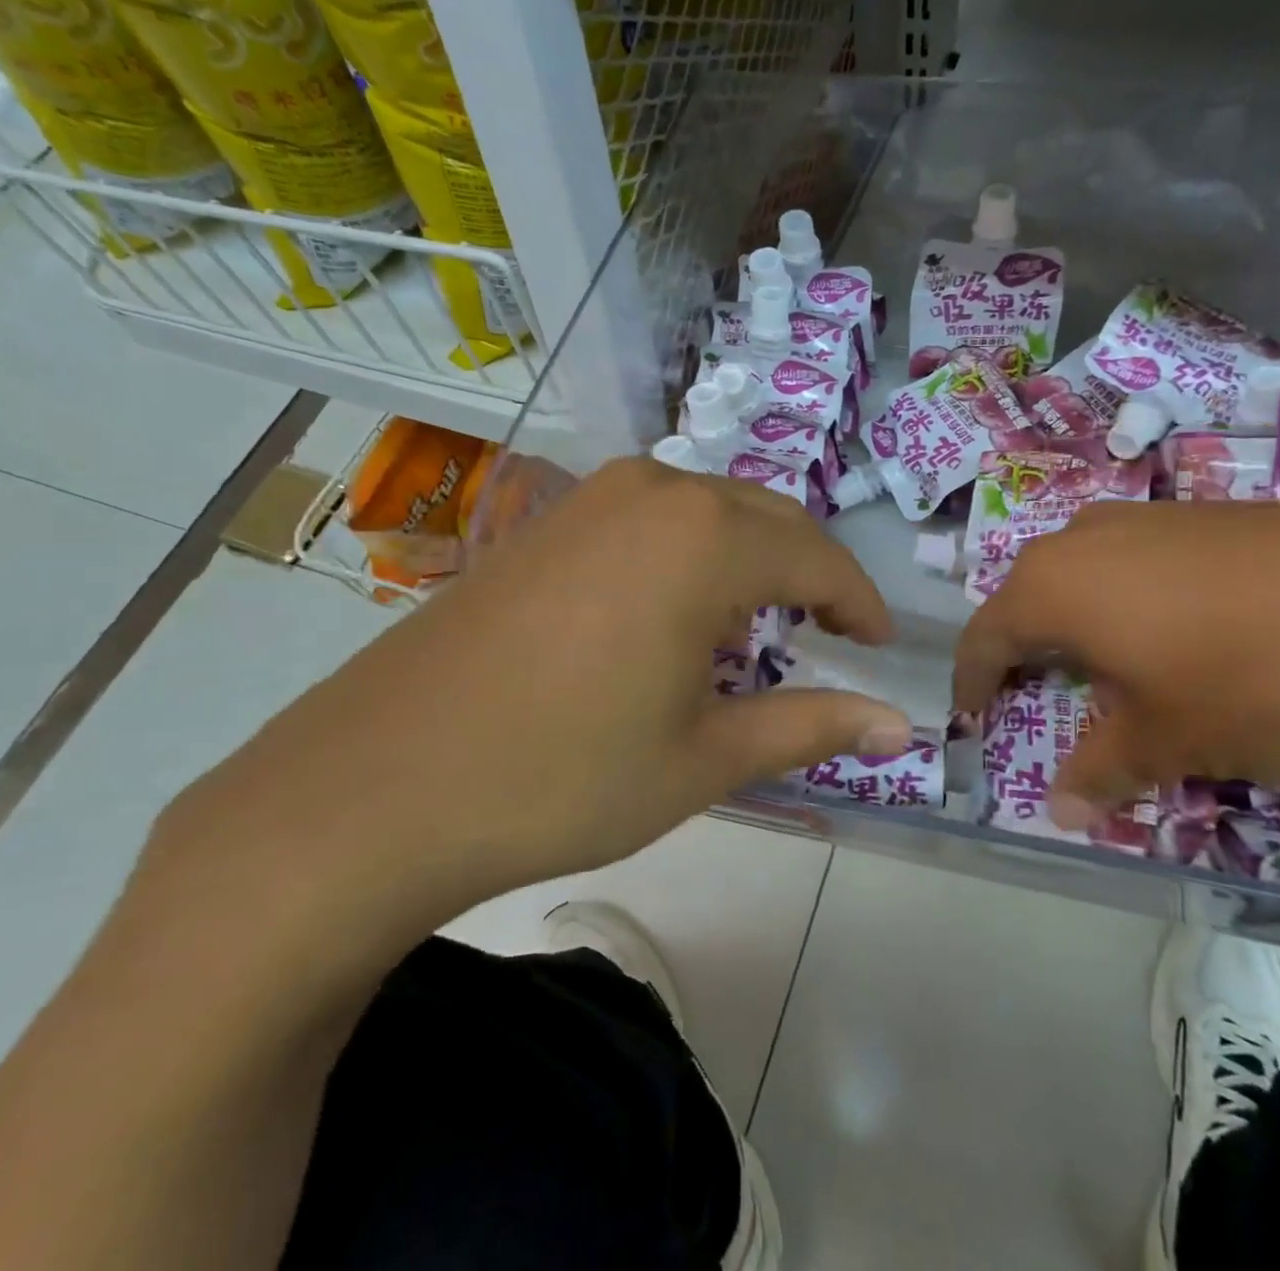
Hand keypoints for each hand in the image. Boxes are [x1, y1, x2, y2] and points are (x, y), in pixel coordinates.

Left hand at [153, 457, 910, 982]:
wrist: (378, 787)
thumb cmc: (565, 776)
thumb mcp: (706, 757)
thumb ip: (812, 727)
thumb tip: (901, 728)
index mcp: (705, 538)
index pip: (817, 558)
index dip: (859, 603)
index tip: (879, 647)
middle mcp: (654, 492)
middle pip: (768, 521)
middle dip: (813, 576)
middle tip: (832, 637)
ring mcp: (592, 498)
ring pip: (710, 511)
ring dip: (751, 561)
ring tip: (758, 630)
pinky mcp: (547, 521)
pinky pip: (653, 519)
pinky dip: (692, 555)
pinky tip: (675, 614)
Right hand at [952, 499, 1279, 829]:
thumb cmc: (1253, 679)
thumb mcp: (1167, 742)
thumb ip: (1100, 772)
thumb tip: (1059, 810)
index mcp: (1053, 586)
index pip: (984, 637)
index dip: (973, 682)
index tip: (975, 718)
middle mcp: (1086, 538)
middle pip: (1030, 597)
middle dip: (1027, 650)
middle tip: (1041, 695)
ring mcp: (1151, 517)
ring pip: (1086, 573)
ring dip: (1082, 622)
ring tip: (1112, 668)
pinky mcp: (1211, 514)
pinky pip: (1141, 559)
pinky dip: (1135, 600)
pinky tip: (1185, 633)